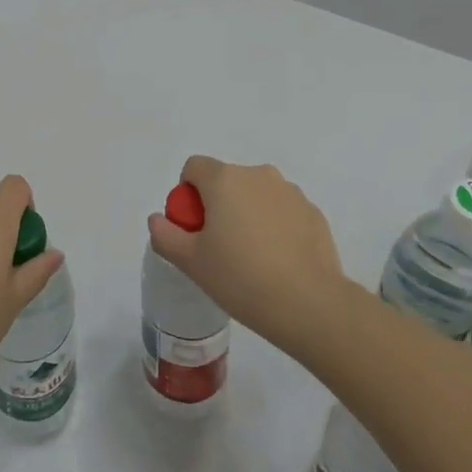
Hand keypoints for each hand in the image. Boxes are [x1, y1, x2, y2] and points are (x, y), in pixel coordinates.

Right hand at [146, 156, 345, 353]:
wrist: (308, 303)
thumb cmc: (240, 278)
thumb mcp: (191, 262)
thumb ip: (166, 235)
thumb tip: (158, 219)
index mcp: (225, 180)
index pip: (194, 167)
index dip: (187, 195)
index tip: (194, 229)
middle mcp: (258, 175)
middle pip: (227, 180)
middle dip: (218, 205)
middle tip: (219, 248)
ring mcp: (290, 192)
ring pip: (257, 195)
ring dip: (248, 214)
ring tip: (252, 258)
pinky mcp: (313, 212)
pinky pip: (283, 211)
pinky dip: (275, 227)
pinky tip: (278, 262)